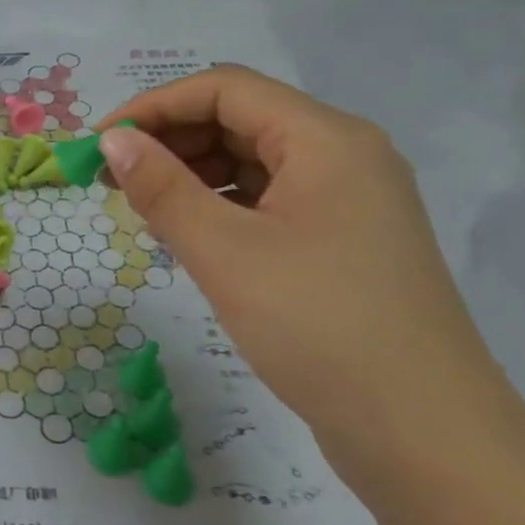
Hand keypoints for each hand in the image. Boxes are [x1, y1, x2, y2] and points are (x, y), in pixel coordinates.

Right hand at [97, 66, 510, 458]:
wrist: (424, 435)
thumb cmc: (320, 327)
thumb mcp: (226, 252)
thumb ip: (162, 188)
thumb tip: (113, 140)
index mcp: (326, 140)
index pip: (225, 89)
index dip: (154, 105)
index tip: (100, 144)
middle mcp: (343, 156)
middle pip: (241, 119)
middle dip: (170, 139)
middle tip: (112, 178)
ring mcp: (347, 201)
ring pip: (252, 160)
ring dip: (191, 172)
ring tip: (143, 207)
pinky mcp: (341, 242)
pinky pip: (268, 199)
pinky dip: (220, 205)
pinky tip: (188, 234)